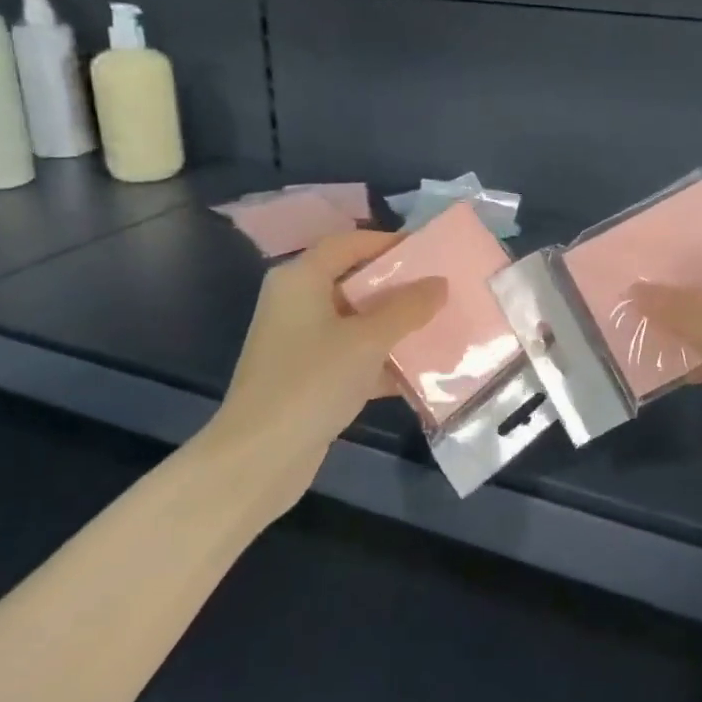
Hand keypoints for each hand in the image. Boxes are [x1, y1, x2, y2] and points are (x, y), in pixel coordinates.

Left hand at [202, 231, 446, 509]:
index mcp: (301, 280)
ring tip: (440, 326)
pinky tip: (420, 372)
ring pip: (356, 322)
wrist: (259, 458)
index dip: (389, 243)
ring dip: (395, 327)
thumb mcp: (368, 340)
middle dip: (398, 287)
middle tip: (442, 290)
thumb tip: (439, 283)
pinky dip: (381, 361)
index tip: (429, 252)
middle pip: (354, 282)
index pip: (349, 243)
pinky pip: (352, 356)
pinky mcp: (308, 378)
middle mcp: (296, 303)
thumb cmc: (312, 382)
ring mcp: (301, 343)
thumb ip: (407, 308)